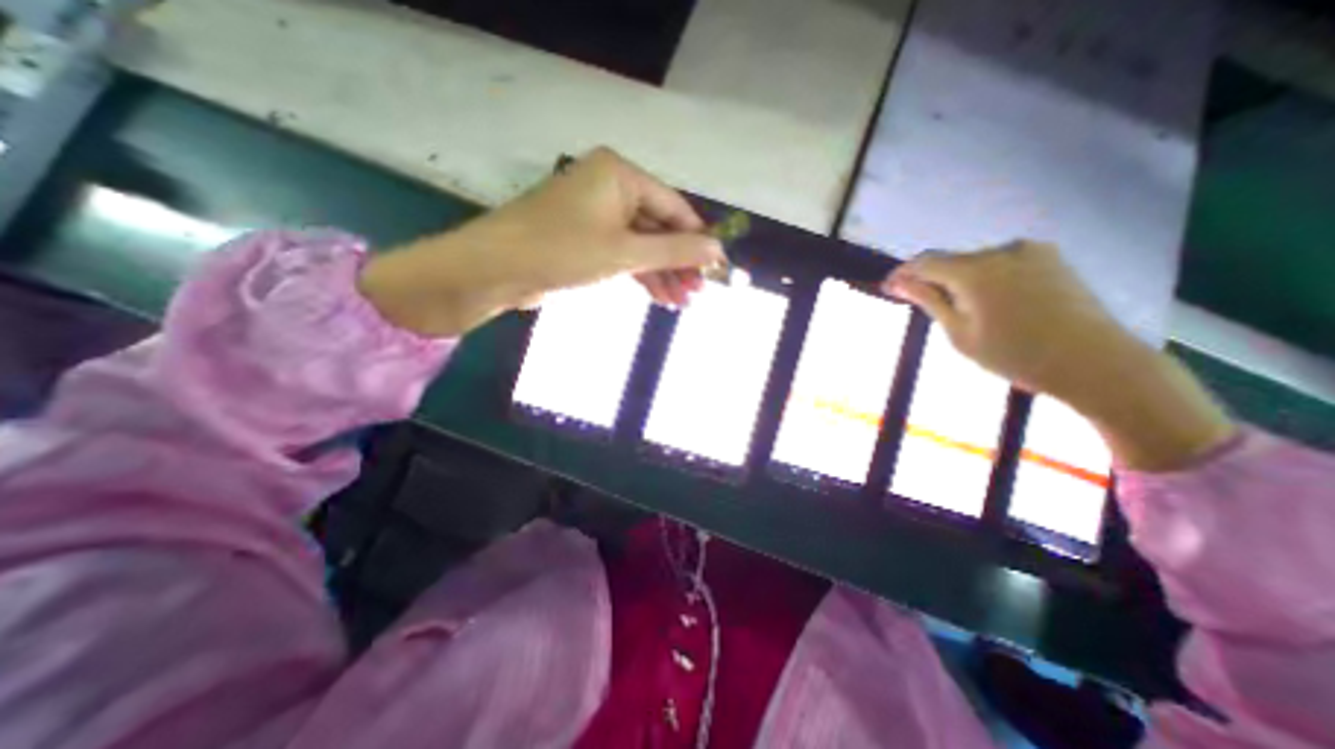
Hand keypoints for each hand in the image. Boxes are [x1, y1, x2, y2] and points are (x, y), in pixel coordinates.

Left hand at [361, 148, 726, 335]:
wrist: (496, 270)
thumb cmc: (563, 250)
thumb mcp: (625, 252)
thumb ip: (674, 251)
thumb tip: (717, 249)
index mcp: (619, 174)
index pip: (673, 207)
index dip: (697, 239)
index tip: (716, 267)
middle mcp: (610, 188)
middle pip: (658, 227)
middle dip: (678, 263)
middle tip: (697, 293)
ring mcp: (597, 215)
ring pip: (642, 245)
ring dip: (662, 274)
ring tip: (682, 303)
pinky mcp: (586, 240)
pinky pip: (624, 254)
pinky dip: (641, 275)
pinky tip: (660, 297)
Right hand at [884, 243, 1124, 401]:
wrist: (1094, 362)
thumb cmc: (1015, 355)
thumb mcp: (960, 333)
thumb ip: (929, 301)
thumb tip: (899, 282)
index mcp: (976, 271)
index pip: (924, 262)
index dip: (902, 273)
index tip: (888, 288)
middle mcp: (1002, 250)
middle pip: (950, 260)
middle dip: (930, 278)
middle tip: (919, 303)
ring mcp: (1031, 251)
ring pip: (975, 261)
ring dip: (957, 279)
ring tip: (957, 308)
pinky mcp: (1050, 258)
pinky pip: (1001, 262)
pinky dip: (984, 277)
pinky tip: (987, 301)